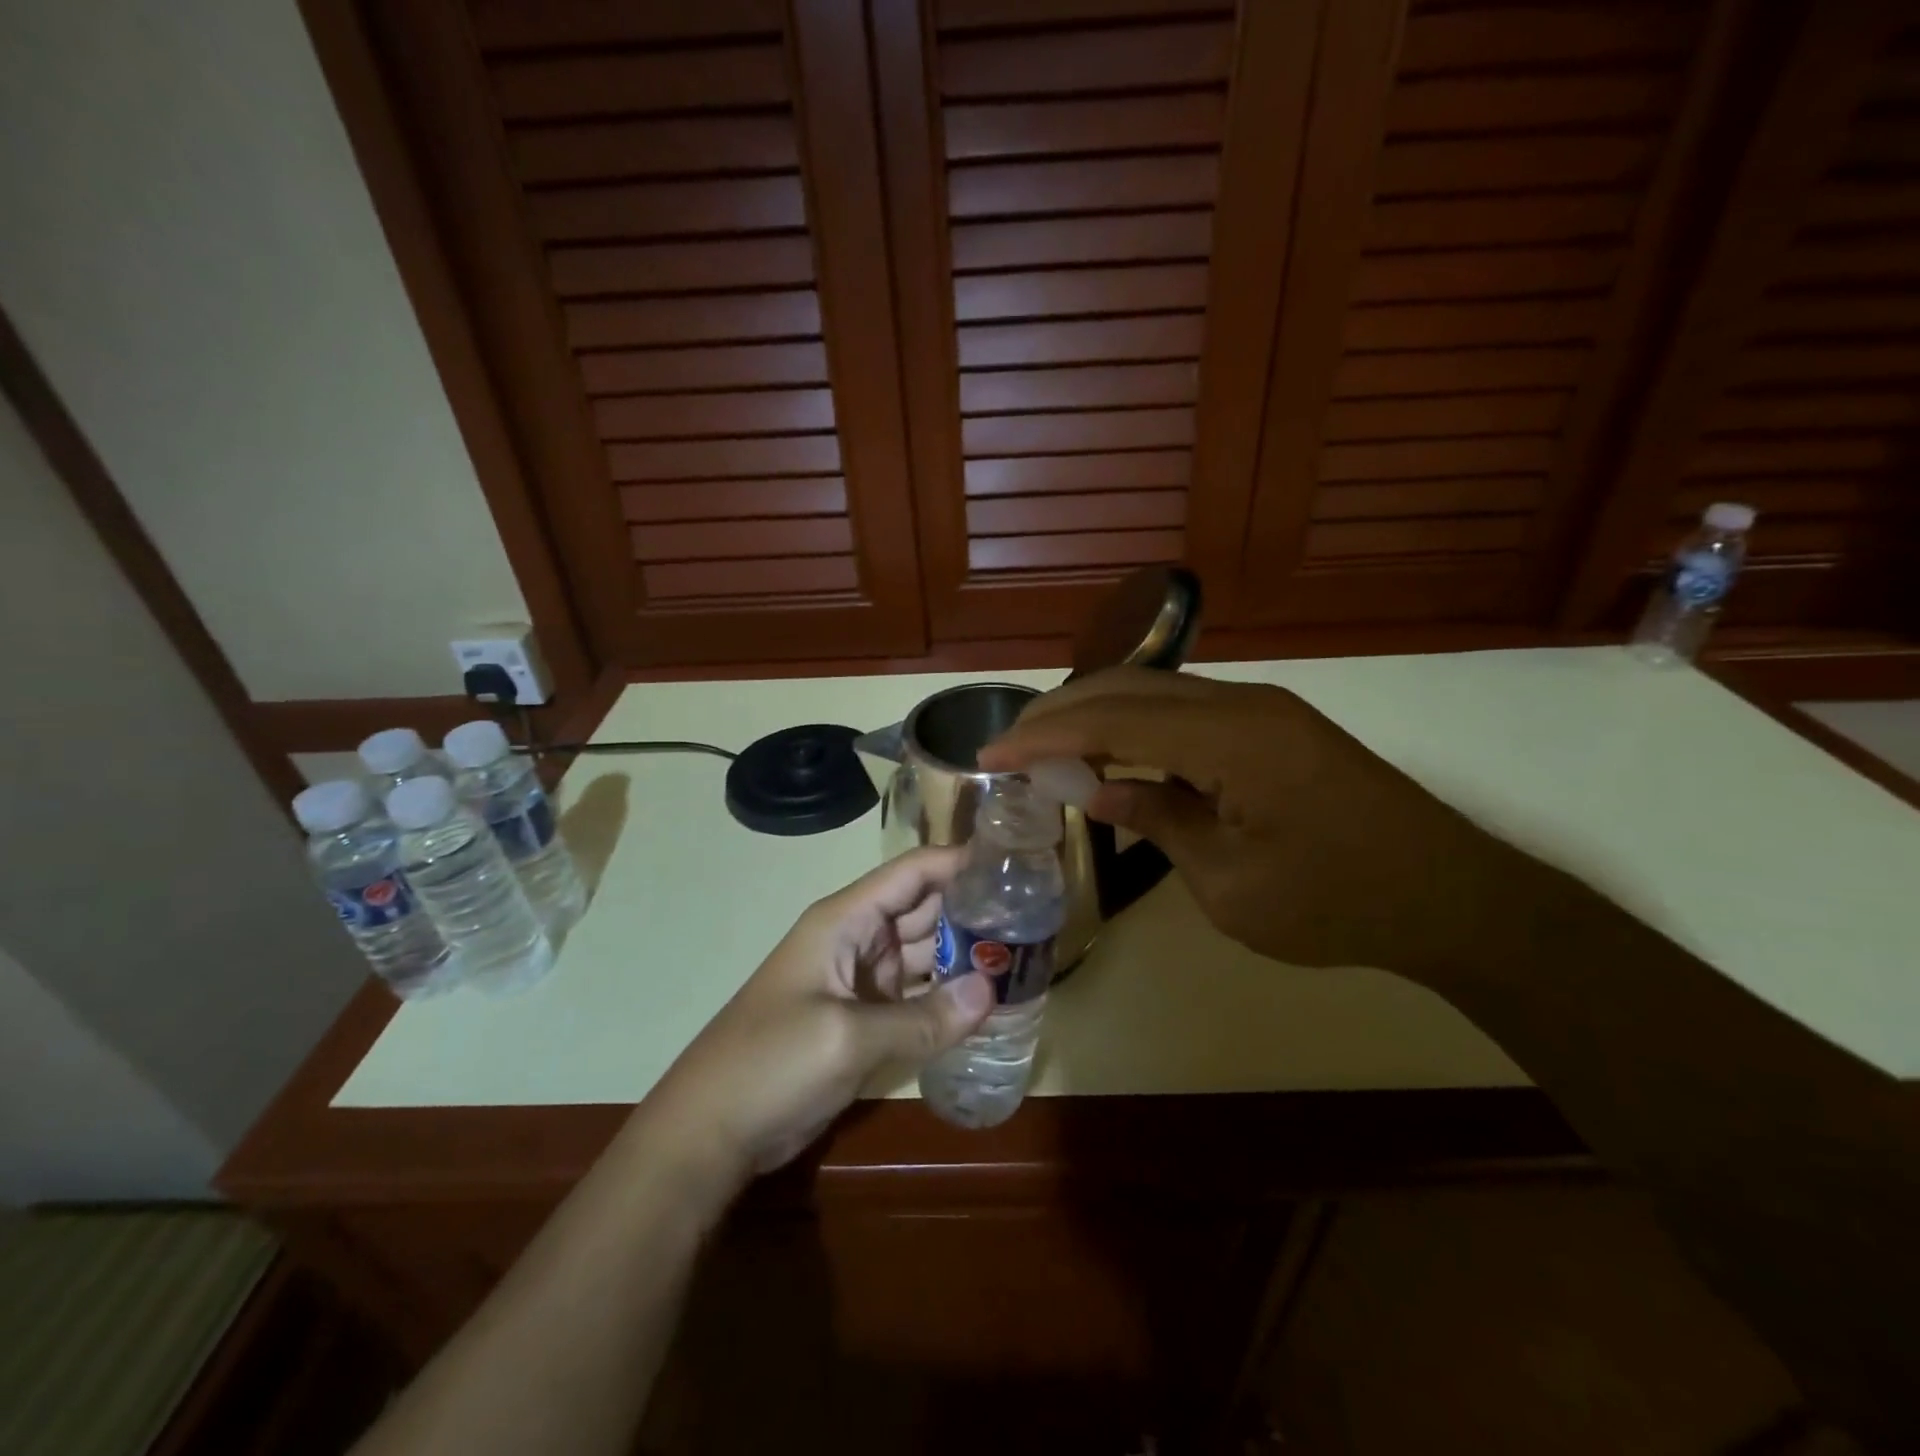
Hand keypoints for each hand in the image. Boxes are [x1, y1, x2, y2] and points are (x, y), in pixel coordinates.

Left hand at [645, 847, 994, 1183]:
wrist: (709, 1132)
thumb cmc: (771, 1063)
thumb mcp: (847, 1037)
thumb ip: (923, 1016)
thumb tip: (992, 991)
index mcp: (845, 920)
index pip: (912, 873)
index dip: (959, 862)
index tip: (1014, 864)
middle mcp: (857, 939)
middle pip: (923, 910)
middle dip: (973, 910)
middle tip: (1035, 917)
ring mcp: (860, 981)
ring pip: (922, 954)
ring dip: (964, 955)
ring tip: (1023, 956)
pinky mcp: (863, 1019)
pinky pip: (915, 996)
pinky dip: (946, 997)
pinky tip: (986, 1002)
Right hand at [977, 667, 1523, 976]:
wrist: (1452, 897)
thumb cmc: (1339, 904)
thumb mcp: (1232, 884)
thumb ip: (1160, 822)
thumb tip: (1098, 792)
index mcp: (1232, 739)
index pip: (1113, 720)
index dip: (1045, 736)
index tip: (990, 757)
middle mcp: (1242, 704)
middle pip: (1128, 689)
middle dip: (1060, 714)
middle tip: (1008, 748)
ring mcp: (1261, 710)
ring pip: (1155, 693)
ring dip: (1096, 716)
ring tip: (1046, 750)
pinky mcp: (1272, 727)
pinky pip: (1185, 713)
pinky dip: (1135, 729)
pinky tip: (1111, 756)